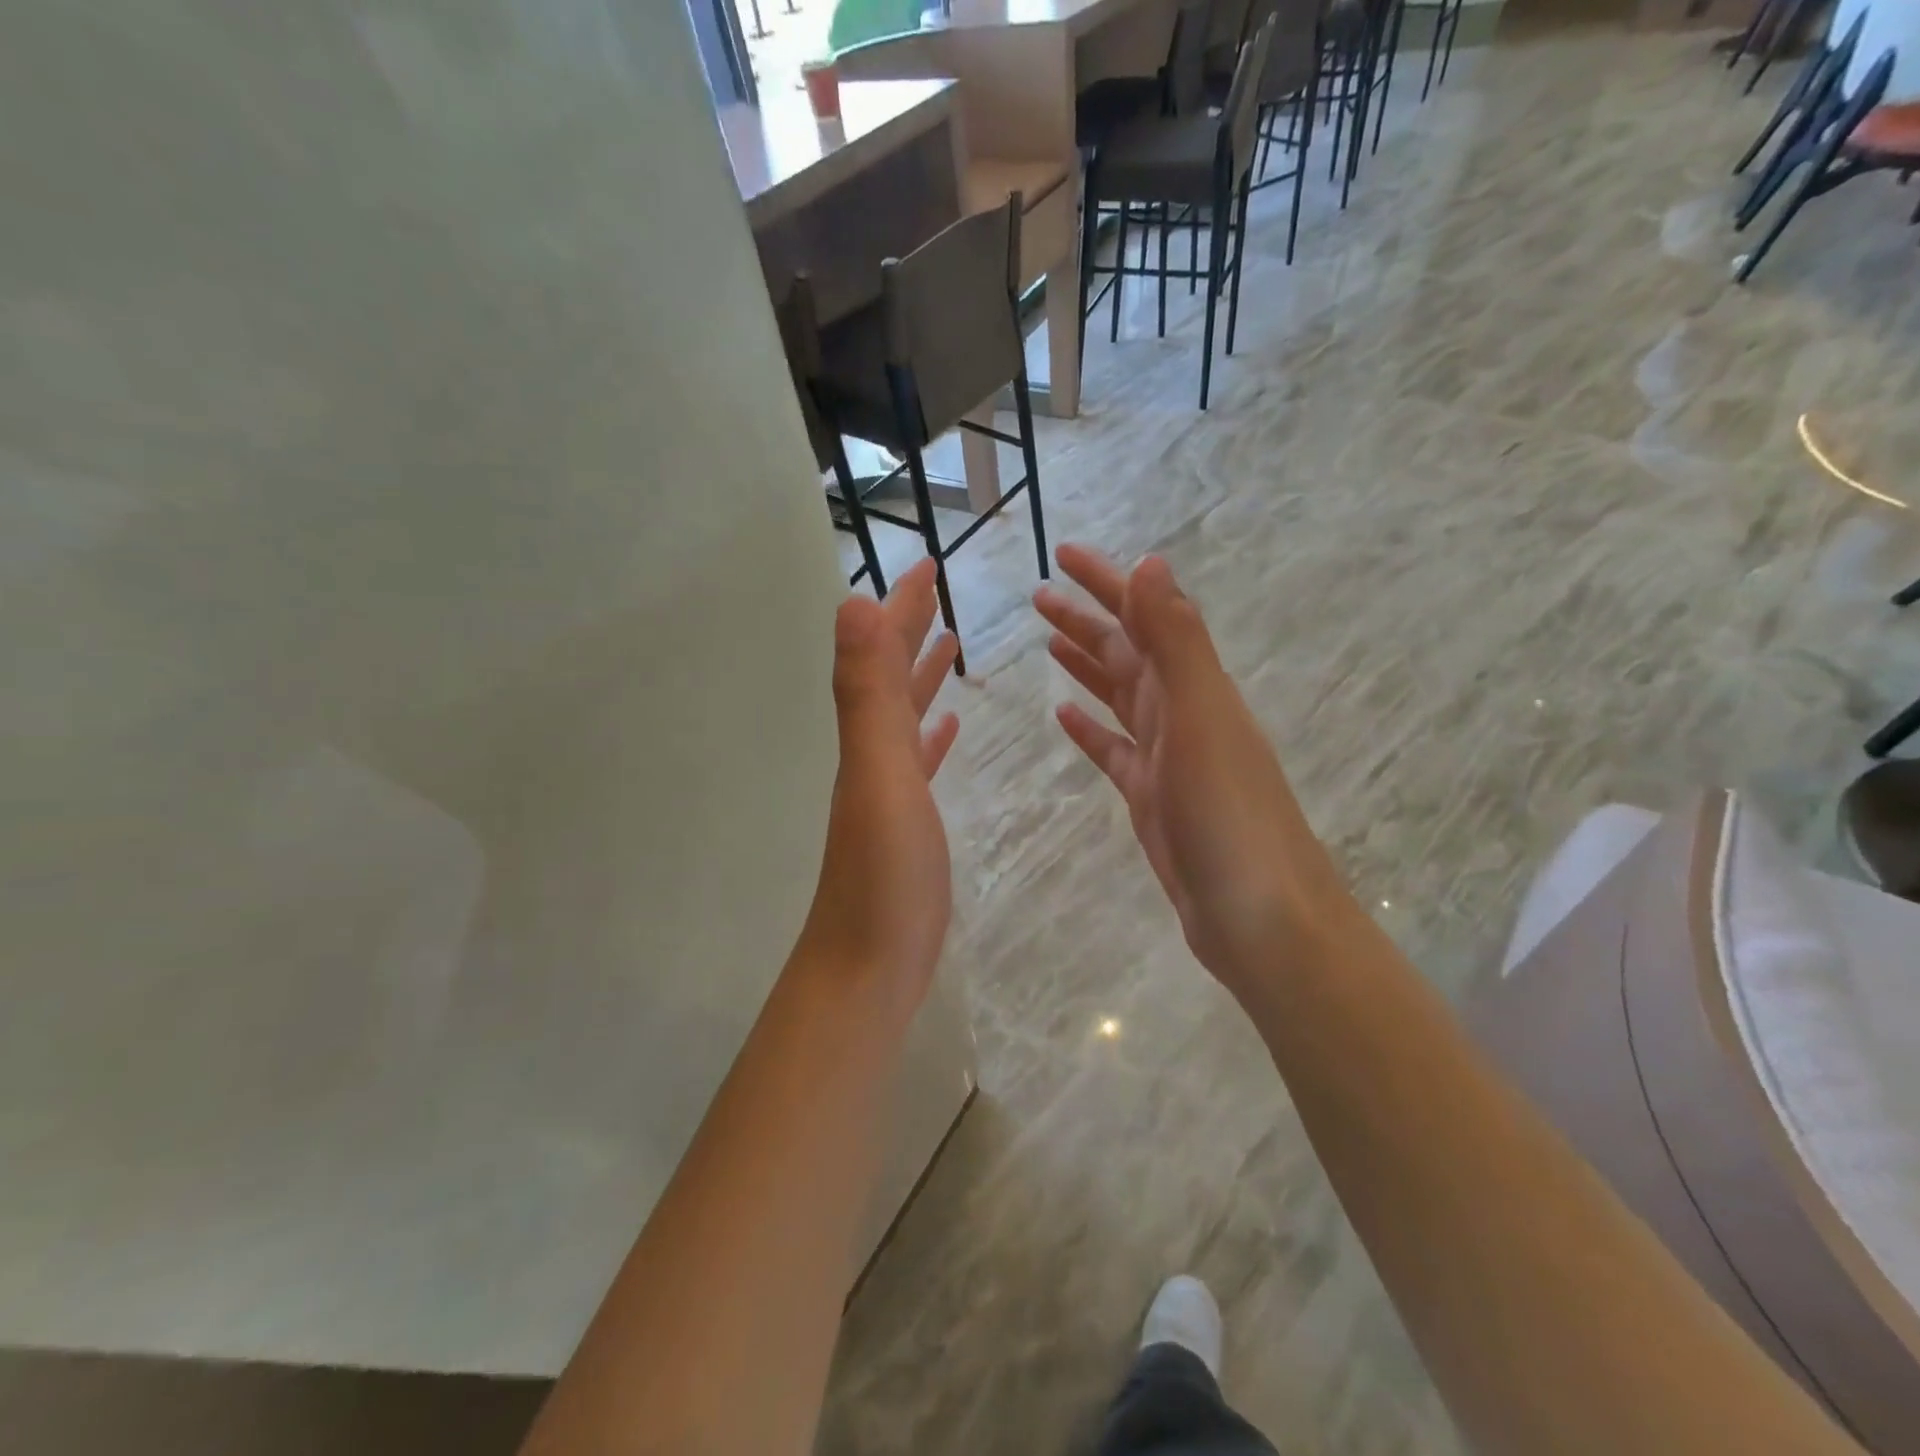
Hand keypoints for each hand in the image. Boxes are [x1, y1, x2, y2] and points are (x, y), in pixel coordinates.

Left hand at [796, 559, 959, 1023]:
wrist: (868, 967)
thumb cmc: (885, 875)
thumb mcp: (879, 774)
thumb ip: (866, 692)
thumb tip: (851, 602)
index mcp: (867, 737)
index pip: (882, 653)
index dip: (902, 607)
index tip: (930, 564)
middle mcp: (871, 755)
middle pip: (889, 677)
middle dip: (910, 629)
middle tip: (938, 591)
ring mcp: (888, 791)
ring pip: (904, 715)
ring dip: (921, 676)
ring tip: (948, 645)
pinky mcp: (908, 824)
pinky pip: (920, 762)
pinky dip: (933, 736)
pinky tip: (948, 728)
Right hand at [1035, 545, 1344, 994]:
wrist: (1257, 913)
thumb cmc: (1227, 813)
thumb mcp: (1200, 717)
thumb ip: (1175, 641)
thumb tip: (1151, 562)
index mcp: (1194, 686)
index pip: (1145, 617)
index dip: (1107, 583)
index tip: (1063, 554)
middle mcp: (1183, 712)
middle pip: (1127, 652)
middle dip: (1086, 619)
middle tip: (1039, 595)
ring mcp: (1167, 756)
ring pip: (1120, 695)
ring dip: (1088, 665)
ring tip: (1049, 641)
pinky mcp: (1152, 797)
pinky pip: (1114, 750)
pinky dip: (1091, 727)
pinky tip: (1064, 716)